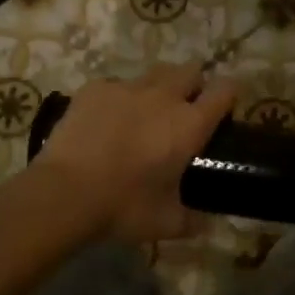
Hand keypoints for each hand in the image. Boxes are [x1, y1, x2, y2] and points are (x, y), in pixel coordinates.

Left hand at [30, 63, 238, 242]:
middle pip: (191, 71)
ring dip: (159, 87)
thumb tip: (206, 224)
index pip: (225, 90)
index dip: (230, 94)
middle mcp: (164, 96)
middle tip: (185, 110)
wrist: (64, 194)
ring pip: (155, 73)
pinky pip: (116, 84)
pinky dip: (119, 98)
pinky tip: (107, 121)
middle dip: (193, 85)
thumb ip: (193, 220)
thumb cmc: (123, 207)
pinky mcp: (95, 89)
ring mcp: (127, 88)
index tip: (225, 108)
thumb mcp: (166, 223)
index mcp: (190, 124)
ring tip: (147, 112)